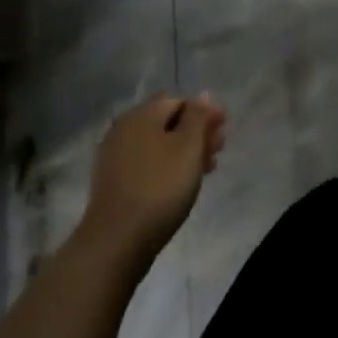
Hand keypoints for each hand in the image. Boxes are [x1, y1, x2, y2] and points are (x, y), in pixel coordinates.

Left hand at [80, 94, 226, 266]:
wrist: (116, 242)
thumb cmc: (159, 187)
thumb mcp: (188, 147)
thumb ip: (198, 117)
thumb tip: (203, 96)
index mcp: (142, 115)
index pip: (179, 102)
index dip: (204, 113)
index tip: (224, 130)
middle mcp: (124, 129)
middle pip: (167, 123)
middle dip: (196, 133)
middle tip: (218, 151)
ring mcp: (115, 157)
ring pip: (158, 145)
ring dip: (183, 152)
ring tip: (205, 169)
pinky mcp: (113, 184)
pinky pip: (147, 164)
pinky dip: (167, 167)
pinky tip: (180, 184)